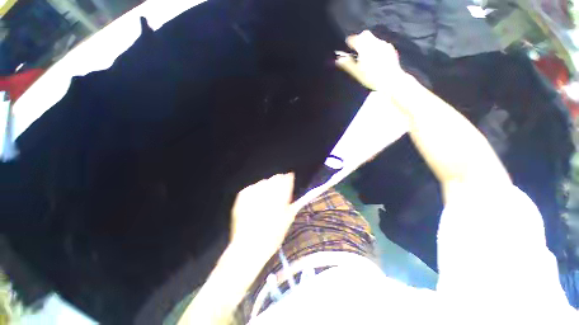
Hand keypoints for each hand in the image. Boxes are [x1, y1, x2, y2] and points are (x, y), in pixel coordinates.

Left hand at [230, 173, 295, 256]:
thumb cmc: (272, 236)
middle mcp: (266, 191)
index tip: (290, 180)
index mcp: (279, 196)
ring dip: (268, 187)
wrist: (248, 247)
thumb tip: (291, 192)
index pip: (286, 179)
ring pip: (264, 182)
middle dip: (279, 182)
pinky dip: (257, 191)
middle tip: (279, 192)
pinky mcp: (242, 195)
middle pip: (275, 178)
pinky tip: (257, 201)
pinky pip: (253, 187)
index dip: (289, 178)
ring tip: (267, 198)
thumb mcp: (288, 219)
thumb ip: (291, 202)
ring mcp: (252, 192)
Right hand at [336, 30, 404, 90]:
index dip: (349, 42)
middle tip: (356, 48)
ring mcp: (383, 44)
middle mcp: (374, 42)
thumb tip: (338, 59)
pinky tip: (375, 57)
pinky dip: (376, 47)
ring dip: (368, 43)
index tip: (346, 46)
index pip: (354, 39)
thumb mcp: (356, 72)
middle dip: (359, 39)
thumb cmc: (371, 77)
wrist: (390, 79)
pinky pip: (380, 44)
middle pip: (365, 34)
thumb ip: (347, 64)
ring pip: (373, 39)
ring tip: (365, 54)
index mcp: (364, 47)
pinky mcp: (390, 48)